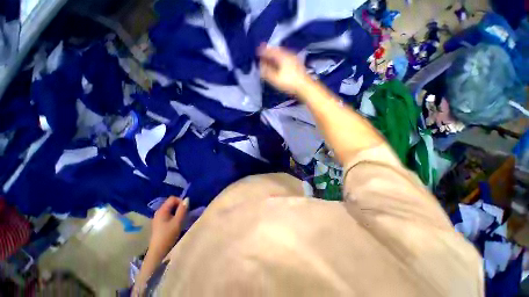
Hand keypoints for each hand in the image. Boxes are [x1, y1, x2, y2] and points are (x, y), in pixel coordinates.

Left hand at [149, 196, 188, 255]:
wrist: (158, 252)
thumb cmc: (168, 236)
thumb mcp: (178, 222)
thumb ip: (183, 209)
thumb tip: (187, 199)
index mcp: (161, 210)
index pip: (173, 198)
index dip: (180, 201)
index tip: (185, 209)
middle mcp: (159, 212)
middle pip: (171, 203)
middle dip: (180, 206)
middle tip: (185, 214)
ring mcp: (159, 218)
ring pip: (171, 209)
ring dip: (178, 212)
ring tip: (182, 219)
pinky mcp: (160, 223)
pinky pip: (169, 214)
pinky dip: (175, 216)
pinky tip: (177, 223)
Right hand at [258, 44, 310, 95]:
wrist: (304, 87)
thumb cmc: (289, 83)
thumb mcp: (275, 78)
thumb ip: (266, 72)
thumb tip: (260, 66)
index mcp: (282, 56)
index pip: (271, 51)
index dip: (263, 51)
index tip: (257, 51)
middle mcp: (288, 54)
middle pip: (277, 51)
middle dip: (269, 52)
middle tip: (263, 54)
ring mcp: (294, 59)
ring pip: (282, 55)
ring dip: (275, 56)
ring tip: (270, 59)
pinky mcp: (297, 64)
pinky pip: (286, 58)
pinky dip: (280, 60)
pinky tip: (279, 64)